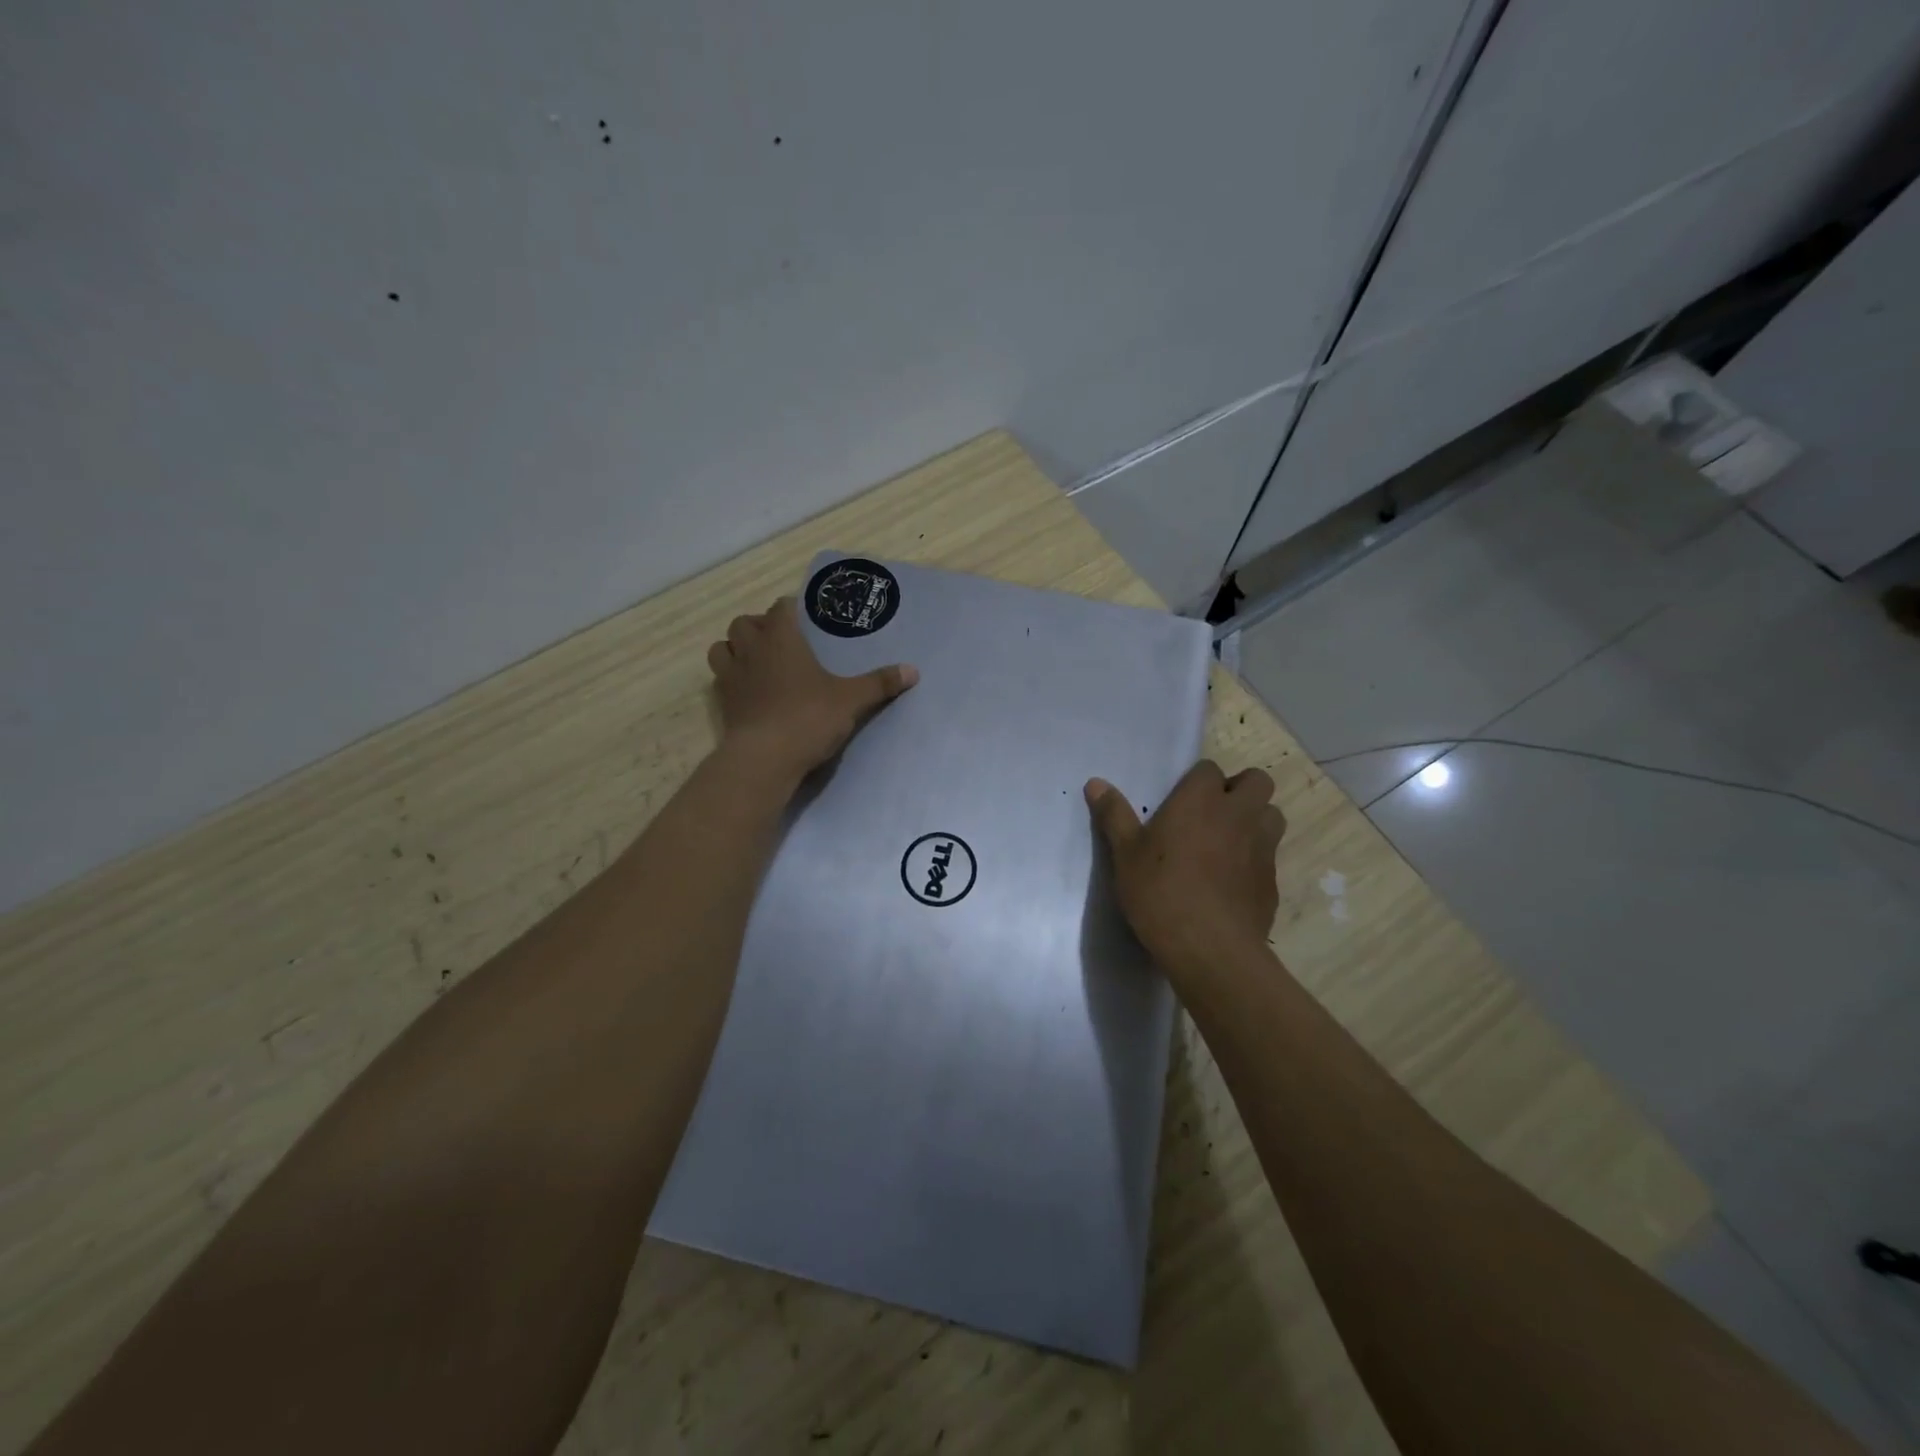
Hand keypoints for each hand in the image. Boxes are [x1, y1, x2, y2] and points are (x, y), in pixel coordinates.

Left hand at [707, 598, 917, 781]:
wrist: (765, 758)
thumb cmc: (808, 717)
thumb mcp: (851, 700)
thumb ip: (880, 683)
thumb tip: (913, 670)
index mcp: (782, 639)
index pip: (781, 608)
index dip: (791, 609)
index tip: (804, 617)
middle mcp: (752, 650)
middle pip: (744, 623)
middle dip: (758, 627)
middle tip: (778, 642)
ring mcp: (731, 676)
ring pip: (722, 648)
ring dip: (735, 649)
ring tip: (755, 662)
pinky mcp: (722, 703)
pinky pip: (720, 680)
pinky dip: (730, 679)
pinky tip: (748, 693)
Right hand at [1086, 760, 1285, 979]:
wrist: (1210, 949)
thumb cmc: (1161, 893)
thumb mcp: (1125, 854)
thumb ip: (1114, 815)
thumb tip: (1095, 783)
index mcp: (1200, 800)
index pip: (1209, 769)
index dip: (1198, 781)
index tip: (1181, 801)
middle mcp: (1238, 814)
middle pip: (1257, 781)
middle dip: (1240, 789)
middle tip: (1212, 813)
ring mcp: (1262, 847)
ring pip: (1272, 815)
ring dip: (1255, 819)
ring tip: (1228, 841)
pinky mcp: (1273, 880)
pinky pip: (1270, 855)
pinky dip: (1256, 858)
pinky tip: (1232, 881)